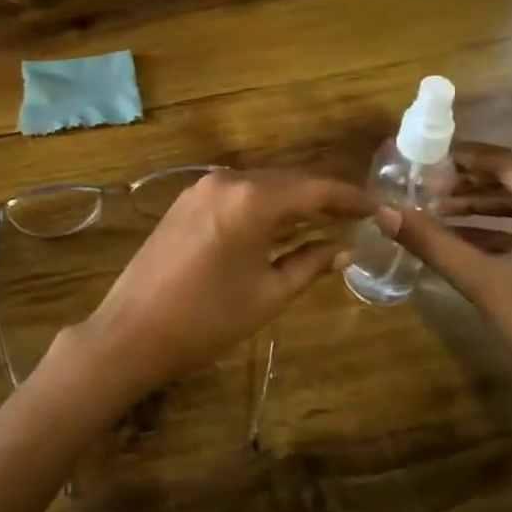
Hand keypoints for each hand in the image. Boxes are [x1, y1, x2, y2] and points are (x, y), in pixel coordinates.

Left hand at [52, 169, 370, 404]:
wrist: (132, 331)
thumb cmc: (206, 319)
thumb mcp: (268, 294)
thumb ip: (310, 263)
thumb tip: (344, 248)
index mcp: (251, 199)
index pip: (314, 188)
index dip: (350, 198)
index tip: (379, 208)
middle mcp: (226, 180)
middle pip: (288, 180)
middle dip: (324, 197)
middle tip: (358, 217)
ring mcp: (201, 188)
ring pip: (262, 185)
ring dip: (293, 200)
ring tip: (327, 220)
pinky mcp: (186, 201)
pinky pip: (237, 193)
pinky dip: (264, 204)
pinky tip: (281, 224)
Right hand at [382, 144, 511, 467]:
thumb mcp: (483, 281)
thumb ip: (432, 242)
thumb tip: (382, 211)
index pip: (507, 163)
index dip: (461, 159)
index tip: (420, 159)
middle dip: (463, 183)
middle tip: (418, 185)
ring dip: (473, 207)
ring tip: (428, 209)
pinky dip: (489, 231)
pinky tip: (451, 238)